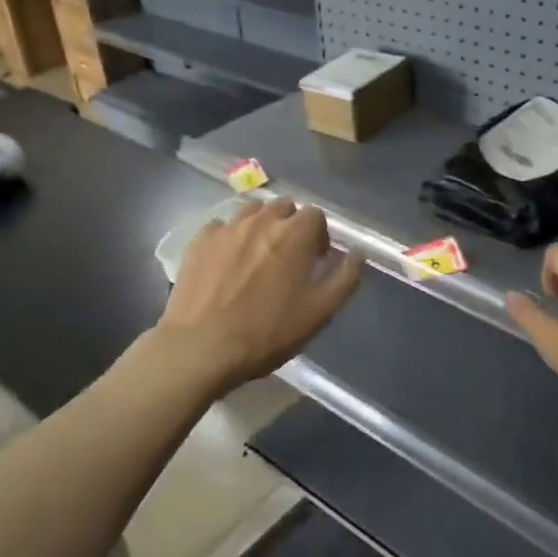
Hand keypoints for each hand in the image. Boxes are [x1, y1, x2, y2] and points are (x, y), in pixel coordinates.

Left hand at [158, 198, 364, 393]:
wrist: (201, 348)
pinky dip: (230, 238)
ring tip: (258, 257)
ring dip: (261, 227)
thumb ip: (345, 278)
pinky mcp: (199, 241)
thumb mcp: (320, 312)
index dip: (320, 236)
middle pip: (284, 207)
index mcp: (294, 234)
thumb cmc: (267, 333)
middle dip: (291, 226)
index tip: (316, 260)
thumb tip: (358, 253)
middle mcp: (261, 221)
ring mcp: (226, 228)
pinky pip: (221, 227)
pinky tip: (227, 262)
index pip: (316, 215)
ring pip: (252, 212)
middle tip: (289, 258)